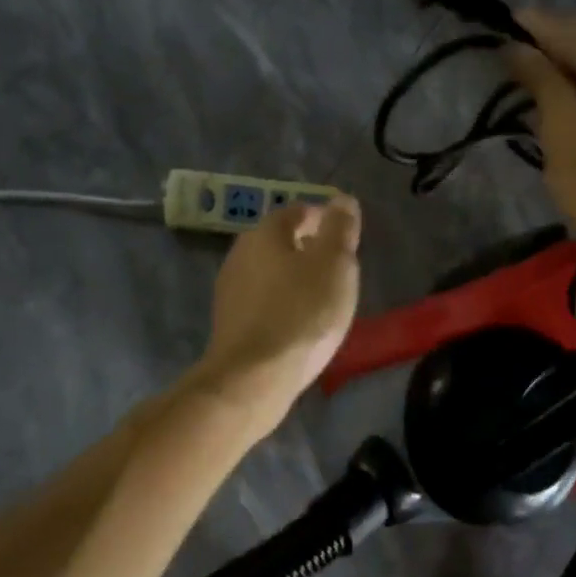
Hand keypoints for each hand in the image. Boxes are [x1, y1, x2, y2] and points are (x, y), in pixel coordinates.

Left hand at [196, 196, 361, 425]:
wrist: (254, 377)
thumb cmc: (302, 312)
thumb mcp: (334, 263)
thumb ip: (339, 228)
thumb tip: (342, 199)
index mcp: (265, 233)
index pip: (297, 212)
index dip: (324, 220)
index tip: (346, 239)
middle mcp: (240, 254)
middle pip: (280, 242)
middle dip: (309, 249)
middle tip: (338, 269)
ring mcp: (230, 290)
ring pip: (270, 273)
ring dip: (295, 278)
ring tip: (323, 299)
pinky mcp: (229, 323)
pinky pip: (263, 302)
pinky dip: (283, 304)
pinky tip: (300, 325)